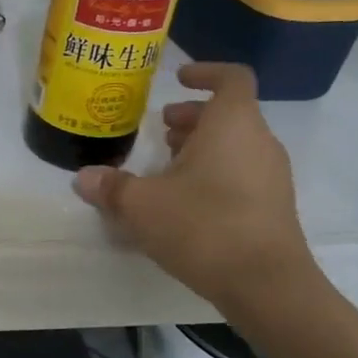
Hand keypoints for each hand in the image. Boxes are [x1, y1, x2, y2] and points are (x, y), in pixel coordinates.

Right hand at [72, 62, 316, 312]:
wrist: (266, 285)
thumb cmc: (203, 225)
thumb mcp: (141, 205)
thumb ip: (111, 186)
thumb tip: (84, 178)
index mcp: (232, 124)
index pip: (232, 78)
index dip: (204, 72)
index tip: (177, 79)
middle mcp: (259, 142)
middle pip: (229, 114)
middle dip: (192, 117)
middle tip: (159, 130)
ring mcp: (272, 176)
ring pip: (235, 145)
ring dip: (201, 147)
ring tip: (165, 166)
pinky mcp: (273, 207)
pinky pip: (242, 173)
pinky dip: (214, 173)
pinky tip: (183, 202)